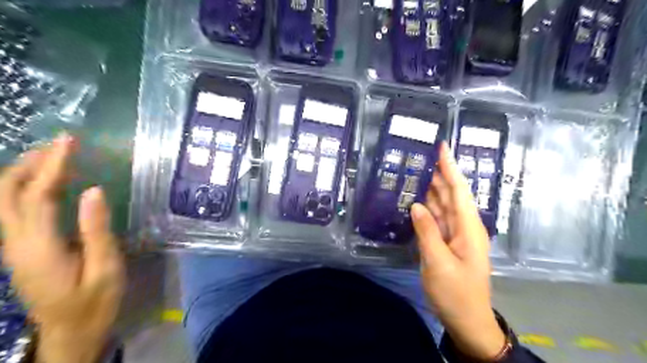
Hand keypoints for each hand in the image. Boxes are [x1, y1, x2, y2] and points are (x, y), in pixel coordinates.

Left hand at [0, 135, 122, 362]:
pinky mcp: (20, 250)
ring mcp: (13, 247)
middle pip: (5, 193)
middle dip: (29, 163)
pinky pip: (15, 211)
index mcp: (38, 246)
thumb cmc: (95, 301)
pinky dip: (28, 189)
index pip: (38, 195)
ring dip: (25, 173)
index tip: (69, 141)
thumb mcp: (105, 267)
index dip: (53, 165)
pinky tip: (51, 184)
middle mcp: (15, 243)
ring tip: (56, 157)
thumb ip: (97, 229)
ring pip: (4, 201)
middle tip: (60, 145)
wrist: (70, 333)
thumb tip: (94, 190)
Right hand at [412, 143, 508, 361]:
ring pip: (442, 204)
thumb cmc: (456, 293)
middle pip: (450, 194)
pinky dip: (426, 206)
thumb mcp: (438, 263)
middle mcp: (464, 226)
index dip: (450, 167)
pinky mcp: (446, 241)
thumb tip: (415, 205)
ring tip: (415, 171)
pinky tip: (415, 198)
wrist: (466, 319)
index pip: (459, 190)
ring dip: (430, 188)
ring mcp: (455, 234)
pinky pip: (436, 218)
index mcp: (468, 227)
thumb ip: (427, 232)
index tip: (441, 147)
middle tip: (420, 155)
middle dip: (438, 173)